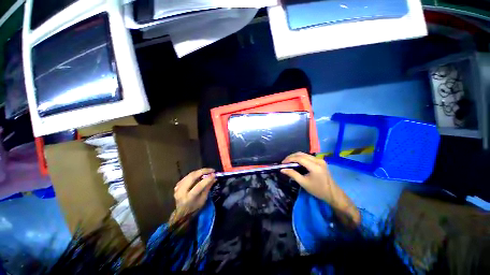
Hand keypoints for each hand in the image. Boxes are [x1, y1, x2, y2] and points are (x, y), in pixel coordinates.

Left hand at [172, 168, 216, 222]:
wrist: (181, 213)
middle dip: (203, 171)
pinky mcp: (177, 185)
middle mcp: (182, 192)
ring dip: (199, 172)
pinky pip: (187, 176)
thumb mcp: (203, 199)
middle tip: (211, 170)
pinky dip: (194, 174)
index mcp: (189, 198)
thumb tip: (214, 177)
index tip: (214, 174)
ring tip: (207, 171)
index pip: (199, 185)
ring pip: (190, 175)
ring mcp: (178, 188)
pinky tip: (199, 174)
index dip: (207, 179)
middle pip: (192, 177)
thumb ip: (208, 187)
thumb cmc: (195, 207)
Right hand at [281, 152, 359, 226]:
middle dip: (291, 157)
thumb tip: (282, 169)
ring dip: (296, 157)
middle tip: (284, 162)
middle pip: (301, 154)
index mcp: (315, 166)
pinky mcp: (321, 161)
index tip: (282, 163)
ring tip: (289, 162)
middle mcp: (318, 160)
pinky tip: (296, 162)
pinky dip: (301, 158)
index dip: (289, 159)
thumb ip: (292, 174)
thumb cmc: (318, 190)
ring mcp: (320, 160)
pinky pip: (308, 157)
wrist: (333, 194)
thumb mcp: (303, 183)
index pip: (299, 158)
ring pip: (304, 154)